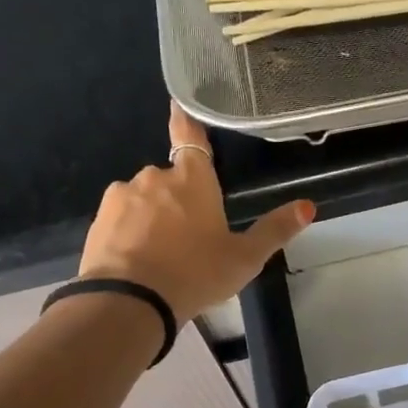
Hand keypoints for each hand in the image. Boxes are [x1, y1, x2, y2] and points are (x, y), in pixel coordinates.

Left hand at [77, 104, 314, 322]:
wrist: (130, 302)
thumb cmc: (195, 275)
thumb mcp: (244, 259)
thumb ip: (274, 231)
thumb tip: (308, 206)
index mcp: (193, 180)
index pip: (191, 139)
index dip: (185, 122)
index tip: (177, 105)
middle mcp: (155, 177)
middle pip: (170, 180)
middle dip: (177, 201)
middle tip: (188, 239)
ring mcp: (123, 196)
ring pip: (143, 200)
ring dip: (151, 218)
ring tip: (161, 257)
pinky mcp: (99, 220)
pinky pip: (120, 220)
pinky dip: (129, 234)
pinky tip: (137, 262)